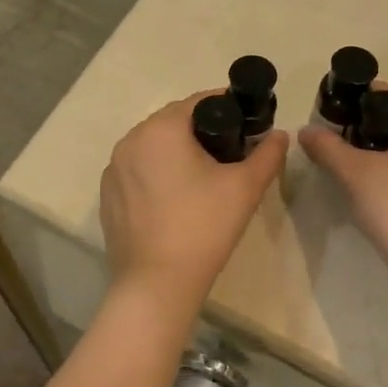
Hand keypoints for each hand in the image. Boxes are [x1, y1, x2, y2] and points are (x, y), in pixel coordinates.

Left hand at [101, 92, 287, 304]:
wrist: (157, 284)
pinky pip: (138, 172)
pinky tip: (177, 202)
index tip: (249, 127)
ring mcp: (113, 170)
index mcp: (160, 128)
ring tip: (205, 180)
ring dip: (178, 154)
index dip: (229, 109)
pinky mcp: (108, 197)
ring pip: (154, 148)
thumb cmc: (204, 228)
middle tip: (232, 155)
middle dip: (203, 132)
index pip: (200, 101)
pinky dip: (158, 176)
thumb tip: (280, 135)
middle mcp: (130, 140)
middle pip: (174, 123)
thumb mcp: (245, 187)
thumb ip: (267, 154)